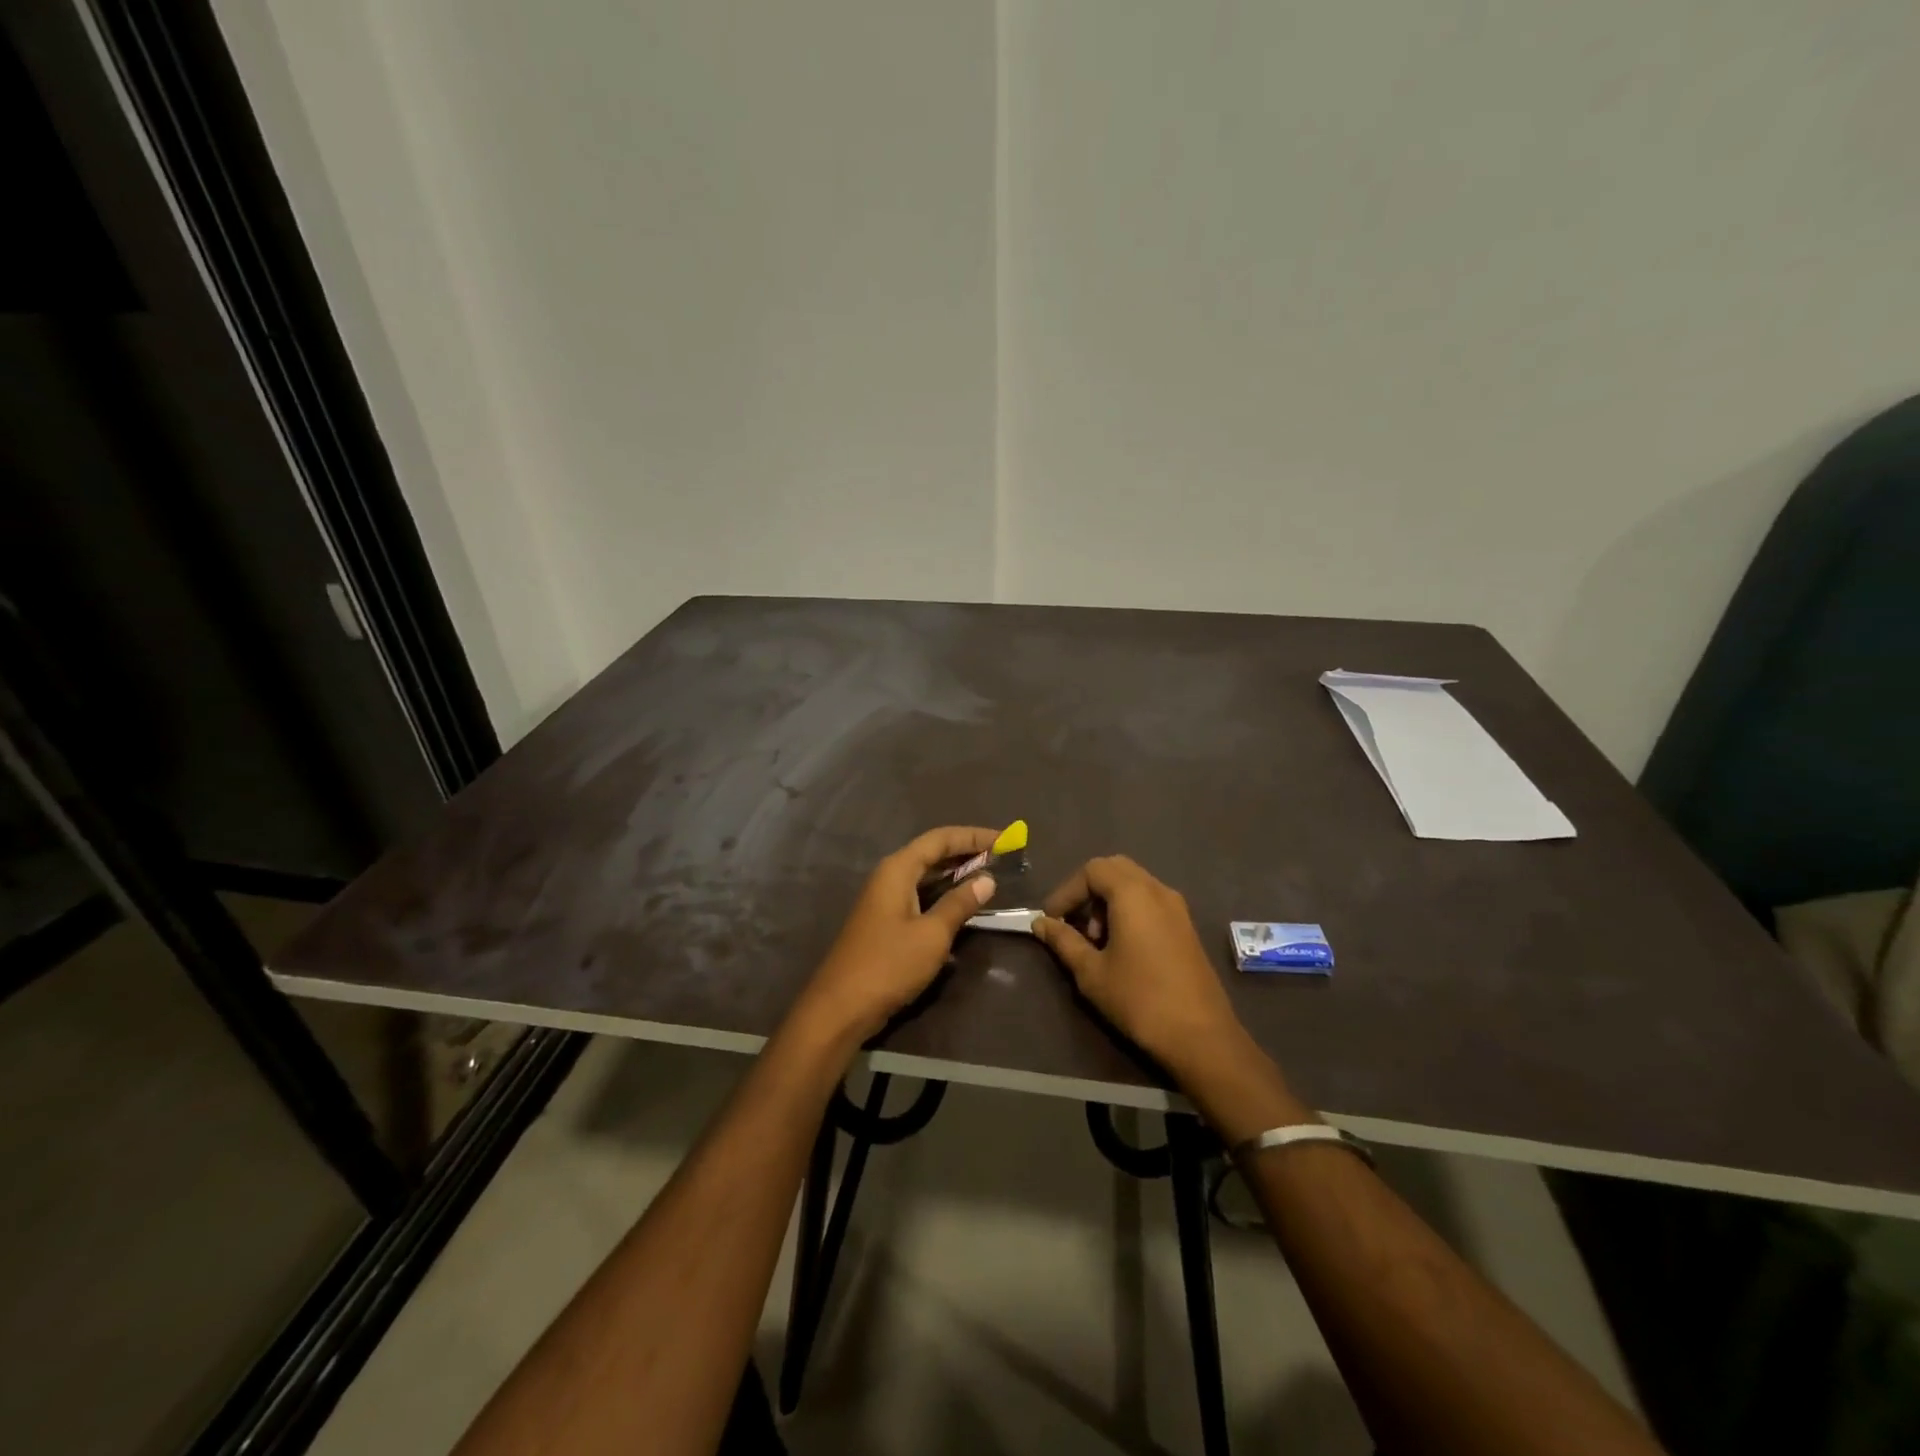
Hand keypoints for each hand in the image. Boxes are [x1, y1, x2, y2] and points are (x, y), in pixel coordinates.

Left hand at [793, 826, 999, 1045]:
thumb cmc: (888, 964)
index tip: (1006, 839)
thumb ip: (959, 904)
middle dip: (967, 851)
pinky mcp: (886, 921)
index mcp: (898, 869)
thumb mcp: (932, 935)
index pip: (940, 839)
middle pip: (932, 852)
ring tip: (990, 876)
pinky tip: (963, 905)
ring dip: (957, 873)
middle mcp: (889, 876)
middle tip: (1003, 856)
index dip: (974, 836)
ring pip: (926, 875)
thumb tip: (987, 880)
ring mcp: (885, 899)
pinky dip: (944, 894)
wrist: (841, 1007)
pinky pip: (920, 895)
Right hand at [1033, 856, 1241, 1073]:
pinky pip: (1151, 901)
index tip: (1051, 920)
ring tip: (1096, 940)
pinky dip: (1129, 910)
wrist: (1200, 1036)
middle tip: (1074, 923)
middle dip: (1088, 891)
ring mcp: (1177, 907)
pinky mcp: (1186, 926)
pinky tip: (1122, 947)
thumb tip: (1040, 923)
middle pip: (1115, 869)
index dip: (1066, 891)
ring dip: (1109, 901)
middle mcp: (1158, 890)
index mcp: (1133, 894)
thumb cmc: (1139, 999)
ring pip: (1134, 884)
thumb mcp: (1091, 972)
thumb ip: (1064, 941)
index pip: (1092, 870)